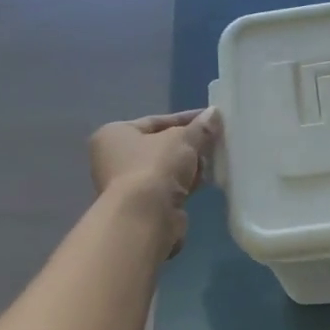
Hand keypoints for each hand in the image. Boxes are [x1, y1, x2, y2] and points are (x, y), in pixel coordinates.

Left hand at [88, 108, 219, 253]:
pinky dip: (185, 184)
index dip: (185, 119)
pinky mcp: (143, 206)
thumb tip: (215, 113)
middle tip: (215, 142)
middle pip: (161, 145)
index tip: (210, 119)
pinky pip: (169, 187)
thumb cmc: (156, 166)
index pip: (156, 121)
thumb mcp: (183, 139)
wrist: (146, 217)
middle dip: (189, 144)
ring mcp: (127, 185)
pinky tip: (203, 181)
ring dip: (189, 165)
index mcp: (115, 134)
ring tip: (213, 162)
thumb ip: (200, 128)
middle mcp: (115, 158)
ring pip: (166, 168)